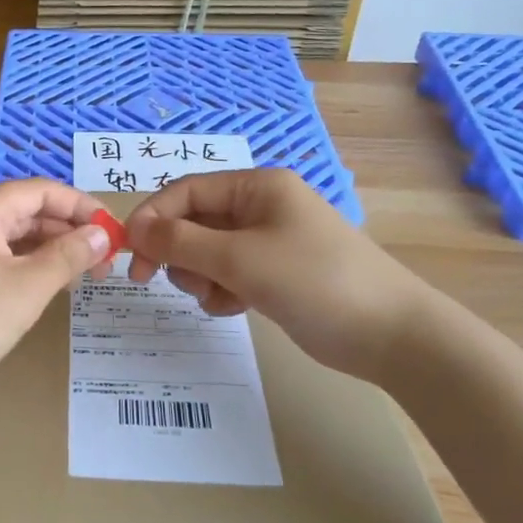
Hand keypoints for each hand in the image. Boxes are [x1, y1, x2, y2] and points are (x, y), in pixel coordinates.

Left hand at [0, 180, 111, 415]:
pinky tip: (43, 287)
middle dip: (67, 230)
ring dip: (46, 250)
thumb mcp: (27, 289)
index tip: (115, 232)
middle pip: (24, 210)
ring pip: (8, 235)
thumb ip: (68, 255)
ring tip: (82, 275)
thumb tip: (102, 234)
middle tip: (104, 261)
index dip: (83, 206)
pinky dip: (22, 265)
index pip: (41, 190)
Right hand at [126, 168, 432, 383]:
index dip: (153, 217)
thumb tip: (134, 227)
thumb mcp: (241, 259)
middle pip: (194, 221)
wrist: (392, 335)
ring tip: (219, 298)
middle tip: (165, 281)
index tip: (130, 253)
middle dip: (179, 252)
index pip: (186, 190)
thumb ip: (182, 241)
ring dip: (201, 275)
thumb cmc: (315, 281)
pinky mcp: (275, 273)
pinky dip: (223, 291)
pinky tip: (236, 309)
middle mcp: (260, 206)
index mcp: (257, 187)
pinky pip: (229, 273)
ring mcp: (269, 241)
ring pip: (208, 251)